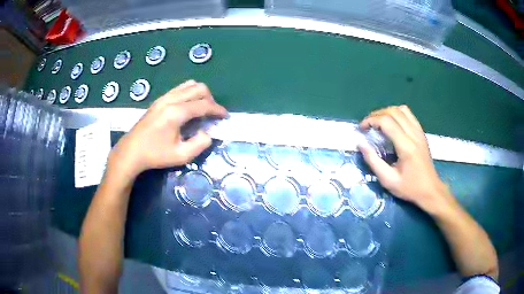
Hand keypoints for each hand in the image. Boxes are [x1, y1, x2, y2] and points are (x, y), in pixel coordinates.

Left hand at [109, 80, 227, 177]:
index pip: (204, 105)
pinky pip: (179, 88)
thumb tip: (208, 133)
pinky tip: (188, 106)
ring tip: (201, 109)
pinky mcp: (159, 100)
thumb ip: (199, 144)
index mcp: (177, 113)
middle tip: (212, 114)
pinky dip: (189, 93)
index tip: (225, 116)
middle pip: (198, 89)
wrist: (131, 151)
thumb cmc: (155, 155)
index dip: (218, 109)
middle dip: (210, 99)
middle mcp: (171, 100)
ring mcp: (164, 97)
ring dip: (200, 94)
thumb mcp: (181, 156)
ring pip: (189, 85)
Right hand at [358, 105, 452, 214]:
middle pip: (393, 112)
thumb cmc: (409, 188)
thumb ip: (373, 161)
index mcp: (406, 146)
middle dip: (376, 114)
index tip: (362, 128)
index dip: (371, 120)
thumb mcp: (388, 180)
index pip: (386, 122)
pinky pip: (409, 115)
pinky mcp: (421, 133)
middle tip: (367, 125)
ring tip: (379, 122)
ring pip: (402, 110)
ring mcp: (419, 132)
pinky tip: (392, 124)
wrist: (430, 190)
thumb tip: (361, 144)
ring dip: (387, 112)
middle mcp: (413, 134)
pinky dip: (397, 114)